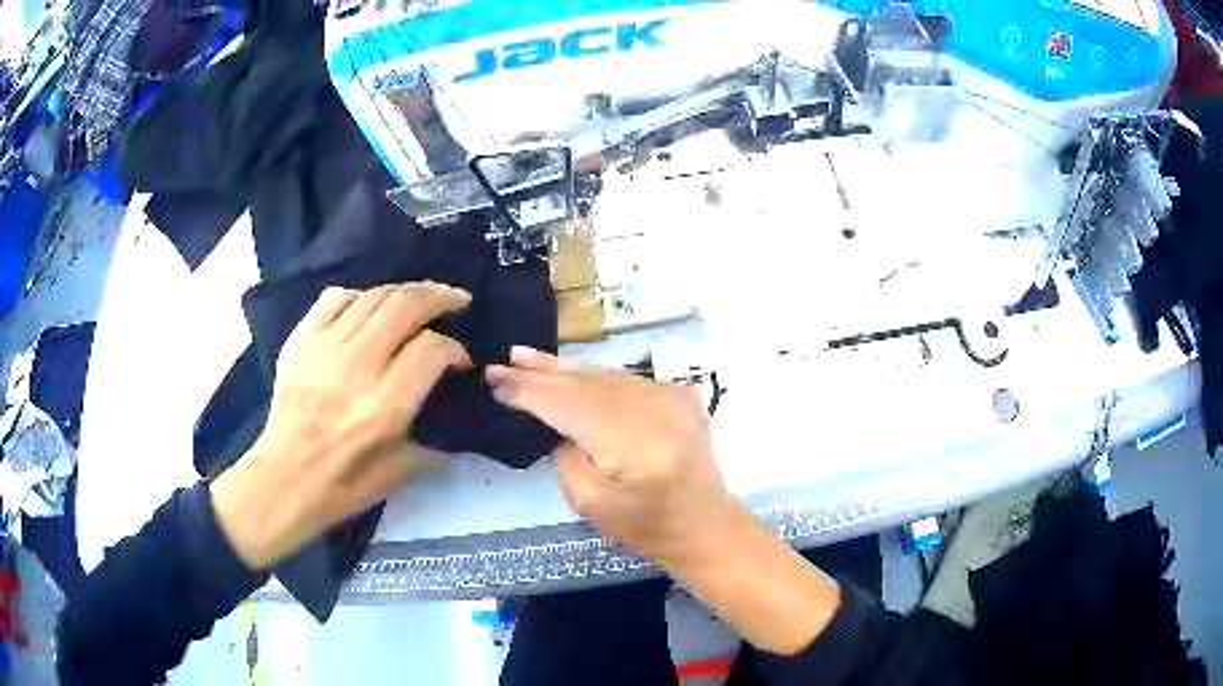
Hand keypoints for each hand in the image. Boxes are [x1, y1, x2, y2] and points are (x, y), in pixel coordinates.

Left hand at [210, 283, 471, 570]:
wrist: (285, 479)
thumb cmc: (345, 484)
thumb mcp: (402, 470)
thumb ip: (435, 434)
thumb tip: (459, 406)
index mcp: (384, 407)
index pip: (431, 350)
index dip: (454, 348)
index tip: (459, 359)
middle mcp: (356, 368)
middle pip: (405, 307)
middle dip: (439, 297)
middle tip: (457, 300)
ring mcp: (324, 348)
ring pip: (374, 296)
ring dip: (406, 292)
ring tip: (421, 298)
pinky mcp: (301, 340)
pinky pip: (336, 298)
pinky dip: (361, 296)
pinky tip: (369, 309)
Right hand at [488, 348, 841, 655]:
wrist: (704, 524)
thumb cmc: (645, 526)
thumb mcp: (590, 503)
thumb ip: (565, 455)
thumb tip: (552, 419)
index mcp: (636, 444)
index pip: (569, 406)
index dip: (530, 393)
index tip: (494, 382)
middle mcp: (657, 409)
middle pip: (586, 383)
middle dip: (540, 374)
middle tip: (501, 364)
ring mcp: (673, 396)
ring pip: (604, 374)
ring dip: (563, 368)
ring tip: (524, 357)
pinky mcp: (679, 393)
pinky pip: (624, 379)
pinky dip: (593, 376)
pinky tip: (567, 371)